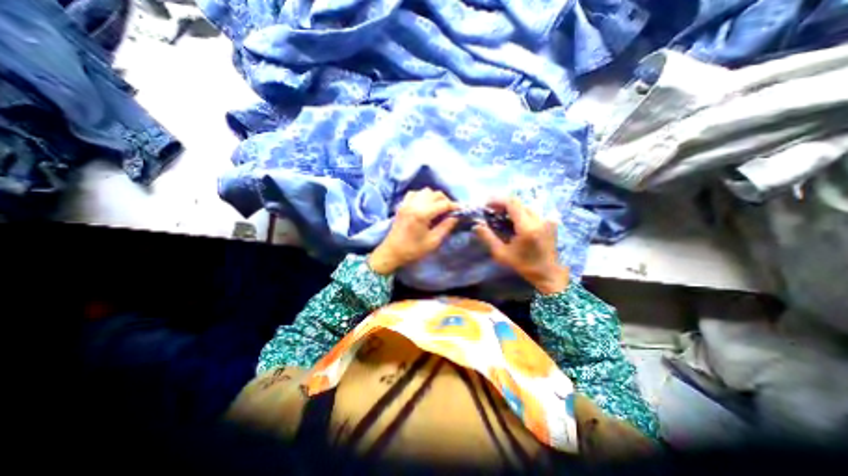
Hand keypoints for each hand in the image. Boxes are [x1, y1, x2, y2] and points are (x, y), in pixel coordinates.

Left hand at [370, 187, 460, 271]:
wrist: (392, 252)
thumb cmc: (413, 250)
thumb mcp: (433, 241)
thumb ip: (445, 227)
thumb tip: (455, 217)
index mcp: (422, 214)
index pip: (443, 204)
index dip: (454, 206)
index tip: (461, 210)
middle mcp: (414, 204)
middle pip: (435, 194)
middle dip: (445, 200)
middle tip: (450, 211)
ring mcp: (407, 203)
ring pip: (425, 191)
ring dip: (434, 197)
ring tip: (438, 208)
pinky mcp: (402, 205)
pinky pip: (414, 193)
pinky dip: (422, 196)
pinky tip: (425, 205)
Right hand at [473, 197, 565, 294]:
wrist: (548, 273)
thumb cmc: (523, 265)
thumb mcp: (501, 254)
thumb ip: (488, 238)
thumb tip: (476, 226)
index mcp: (527, 227)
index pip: (512, 203)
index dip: (498, 200)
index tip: (486, 205)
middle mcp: (538, 219)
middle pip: (518, 203)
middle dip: (503, 204)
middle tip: (491, 211)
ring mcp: (546, 220)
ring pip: (525, 206)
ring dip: (511, 208)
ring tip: (499, 215)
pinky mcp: (549, 222)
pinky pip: (532, 212)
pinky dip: (520, 212)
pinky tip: (513, 220)